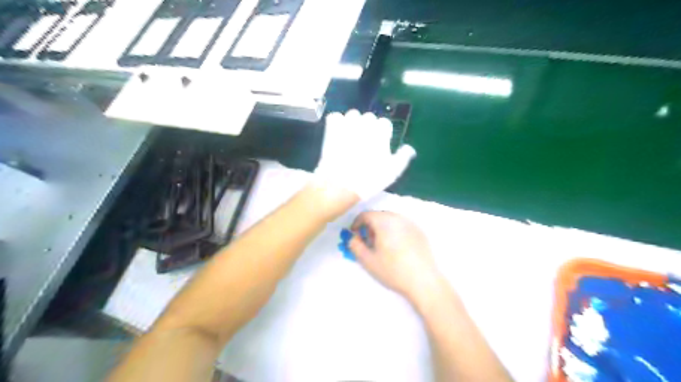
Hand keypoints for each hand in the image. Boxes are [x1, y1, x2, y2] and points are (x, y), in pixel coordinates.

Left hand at [314, 110, 415, 200]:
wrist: (341, 184)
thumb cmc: (369, 178)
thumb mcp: (392, 172)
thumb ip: (403, 157)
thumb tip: (409, 148)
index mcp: (381, 131)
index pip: (384, 123)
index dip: (382, 133)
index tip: (378, 145)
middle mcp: (366, 123)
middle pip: (369, 117)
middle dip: (367, 127)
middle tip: (363, 142)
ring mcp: (348, 124)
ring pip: (352, 115)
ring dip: (353, 123)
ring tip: (350, 137)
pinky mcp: (332, 128)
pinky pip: (335, 117)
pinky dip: (336, 123)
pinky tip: (337, 134)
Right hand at [346, 210, 441, 302]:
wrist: (424, 280)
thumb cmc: (393, 270)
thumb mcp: (368, 260)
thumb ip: (355, 246)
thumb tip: (352, 238)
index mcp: (384, 221)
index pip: (365, 215)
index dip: (357, 224)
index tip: (355, 236)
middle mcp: (398, 217)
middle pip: (379, 216)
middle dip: (370, 226)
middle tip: (367, 242)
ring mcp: (411, 224)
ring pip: (391, 220)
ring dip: (382, 229)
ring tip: (382, 246)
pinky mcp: (420, 232)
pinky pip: (402, 226)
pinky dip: (395, 232)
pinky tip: (397, 248)